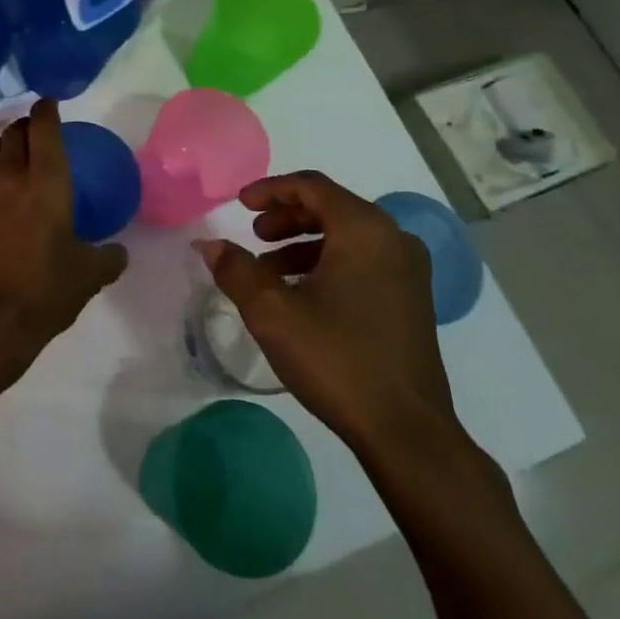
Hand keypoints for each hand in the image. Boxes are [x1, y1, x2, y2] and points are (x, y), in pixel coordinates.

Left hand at [0, 99, 126, 362]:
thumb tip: (119, 252)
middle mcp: (8, 175)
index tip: (48, 106)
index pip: (43, 126)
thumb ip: (108, 257)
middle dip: (22, 130)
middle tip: (31, 141)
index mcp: (47, 181)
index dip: (46, 110)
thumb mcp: (89, 275)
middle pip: (11, 131)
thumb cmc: (45, 291)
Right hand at [197, 172, 458, 461]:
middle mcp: (393, 239)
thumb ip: (236, 269)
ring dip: (303, 243)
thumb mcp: (272, 311)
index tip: (239, 204)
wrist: (406, 432)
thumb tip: (208, 244)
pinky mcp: (412, 300)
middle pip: (331, 208)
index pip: (311, 187)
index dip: (270, 189)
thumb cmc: (337, 359)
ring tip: (268, 271)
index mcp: (364, 230)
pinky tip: (301, 295)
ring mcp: (408, 271)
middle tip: (254, 235)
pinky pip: (363, 261)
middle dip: (286, 217)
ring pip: (347, 236)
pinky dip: (327, 263)